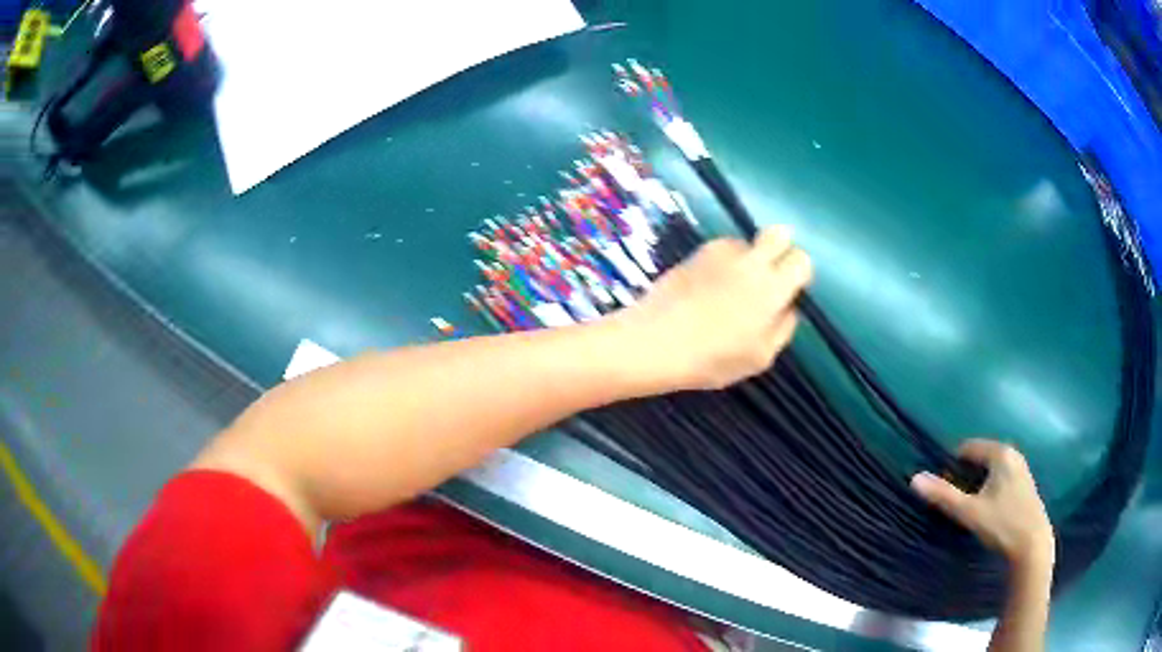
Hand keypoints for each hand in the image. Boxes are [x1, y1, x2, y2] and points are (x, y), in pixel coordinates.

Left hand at [613, 226, 812, 391]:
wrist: (655, 341)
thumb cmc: (711, 359)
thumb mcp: (759, 358)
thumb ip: (782, 329)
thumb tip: (789, 308)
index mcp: (772, 289)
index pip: (801, 260)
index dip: (799, 273)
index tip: (789, 289)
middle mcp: (751, 262)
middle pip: (779, 233)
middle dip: (780, 248)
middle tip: (768, 275)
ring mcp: (721, 252)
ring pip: (748, 242)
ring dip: (748, 257)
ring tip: (729, 287)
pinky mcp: (697, 252)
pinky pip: (722, 248)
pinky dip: (722, 261)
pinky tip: (708, 285)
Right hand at [912, 440, 1054, 569]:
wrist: (1032, 545)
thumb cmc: (1002, 524)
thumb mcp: (970, 512)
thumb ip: (943, 495)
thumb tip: (915, 478)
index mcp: (1001, 453)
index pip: (968, 448)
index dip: (952, 465)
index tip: (943, 488)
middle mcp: (1013, 455)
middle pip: (980, 458)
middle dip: (965, 476)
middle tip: (955, 501)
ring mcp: (1021, 470)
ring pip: (991, 470)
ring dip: (977, 485)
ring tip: (969, 508)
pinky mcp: (1025, 486)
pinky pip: (1001, 479)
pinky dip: (990, 490)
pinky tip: (987, 512)